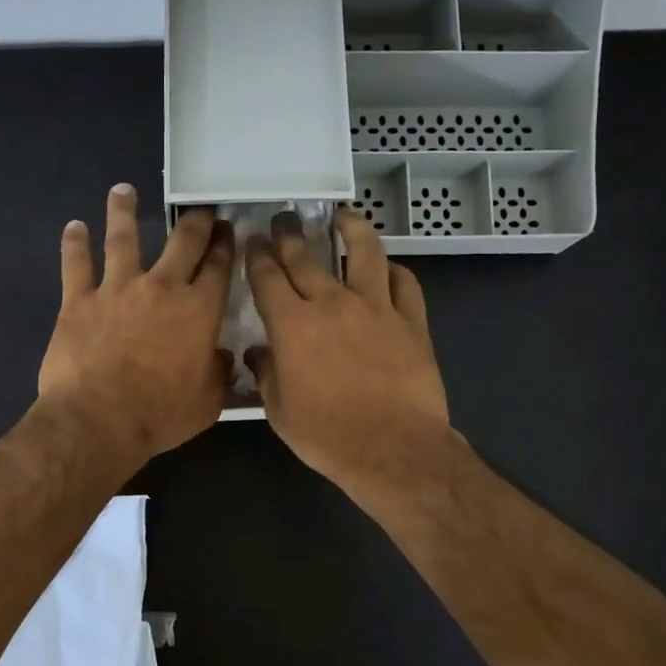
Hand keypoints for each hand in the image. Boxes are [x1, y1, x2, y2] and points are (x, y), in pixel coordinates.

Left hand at [37, 185, 234, 463]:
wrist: (99, 420)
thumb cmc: (160, 414)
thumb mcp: (208, 402)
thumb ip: (219, 374)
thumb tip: (222, 357)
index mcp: (199, 310)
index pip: (218, 266)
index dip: (225, 244)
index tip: (227, 230)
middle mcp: (161, 288)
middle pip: (182, 242)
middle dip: (194, 221)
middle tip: (198, 209)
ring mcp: (117, 289)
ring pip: (123, 238)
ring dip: (124, 211)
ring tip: (123, 190)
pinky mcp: (79, 300)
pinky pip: (76, 264)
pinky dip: (75, 244)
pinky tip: (74, 227)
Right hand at [244, 208, 449, 494]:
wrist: (392, 448)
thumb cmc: (327, 435)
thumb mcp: (280, 411)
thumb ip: (267, 375)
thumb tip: (258, 354)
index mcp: (292, 325)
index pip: (268, 277)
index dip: (257, 256)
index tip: (254, 241)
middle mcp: (332, 304)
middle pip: (307, 256)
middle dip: (290, 234)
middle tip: (284, 219)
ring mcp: (376, 308)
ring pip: (365, 253)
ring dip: (351, 229)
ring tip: (344, 217)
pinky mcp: (411, 321)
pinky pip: (405, 283)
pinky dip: (394, 271)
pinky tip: (388, 268)